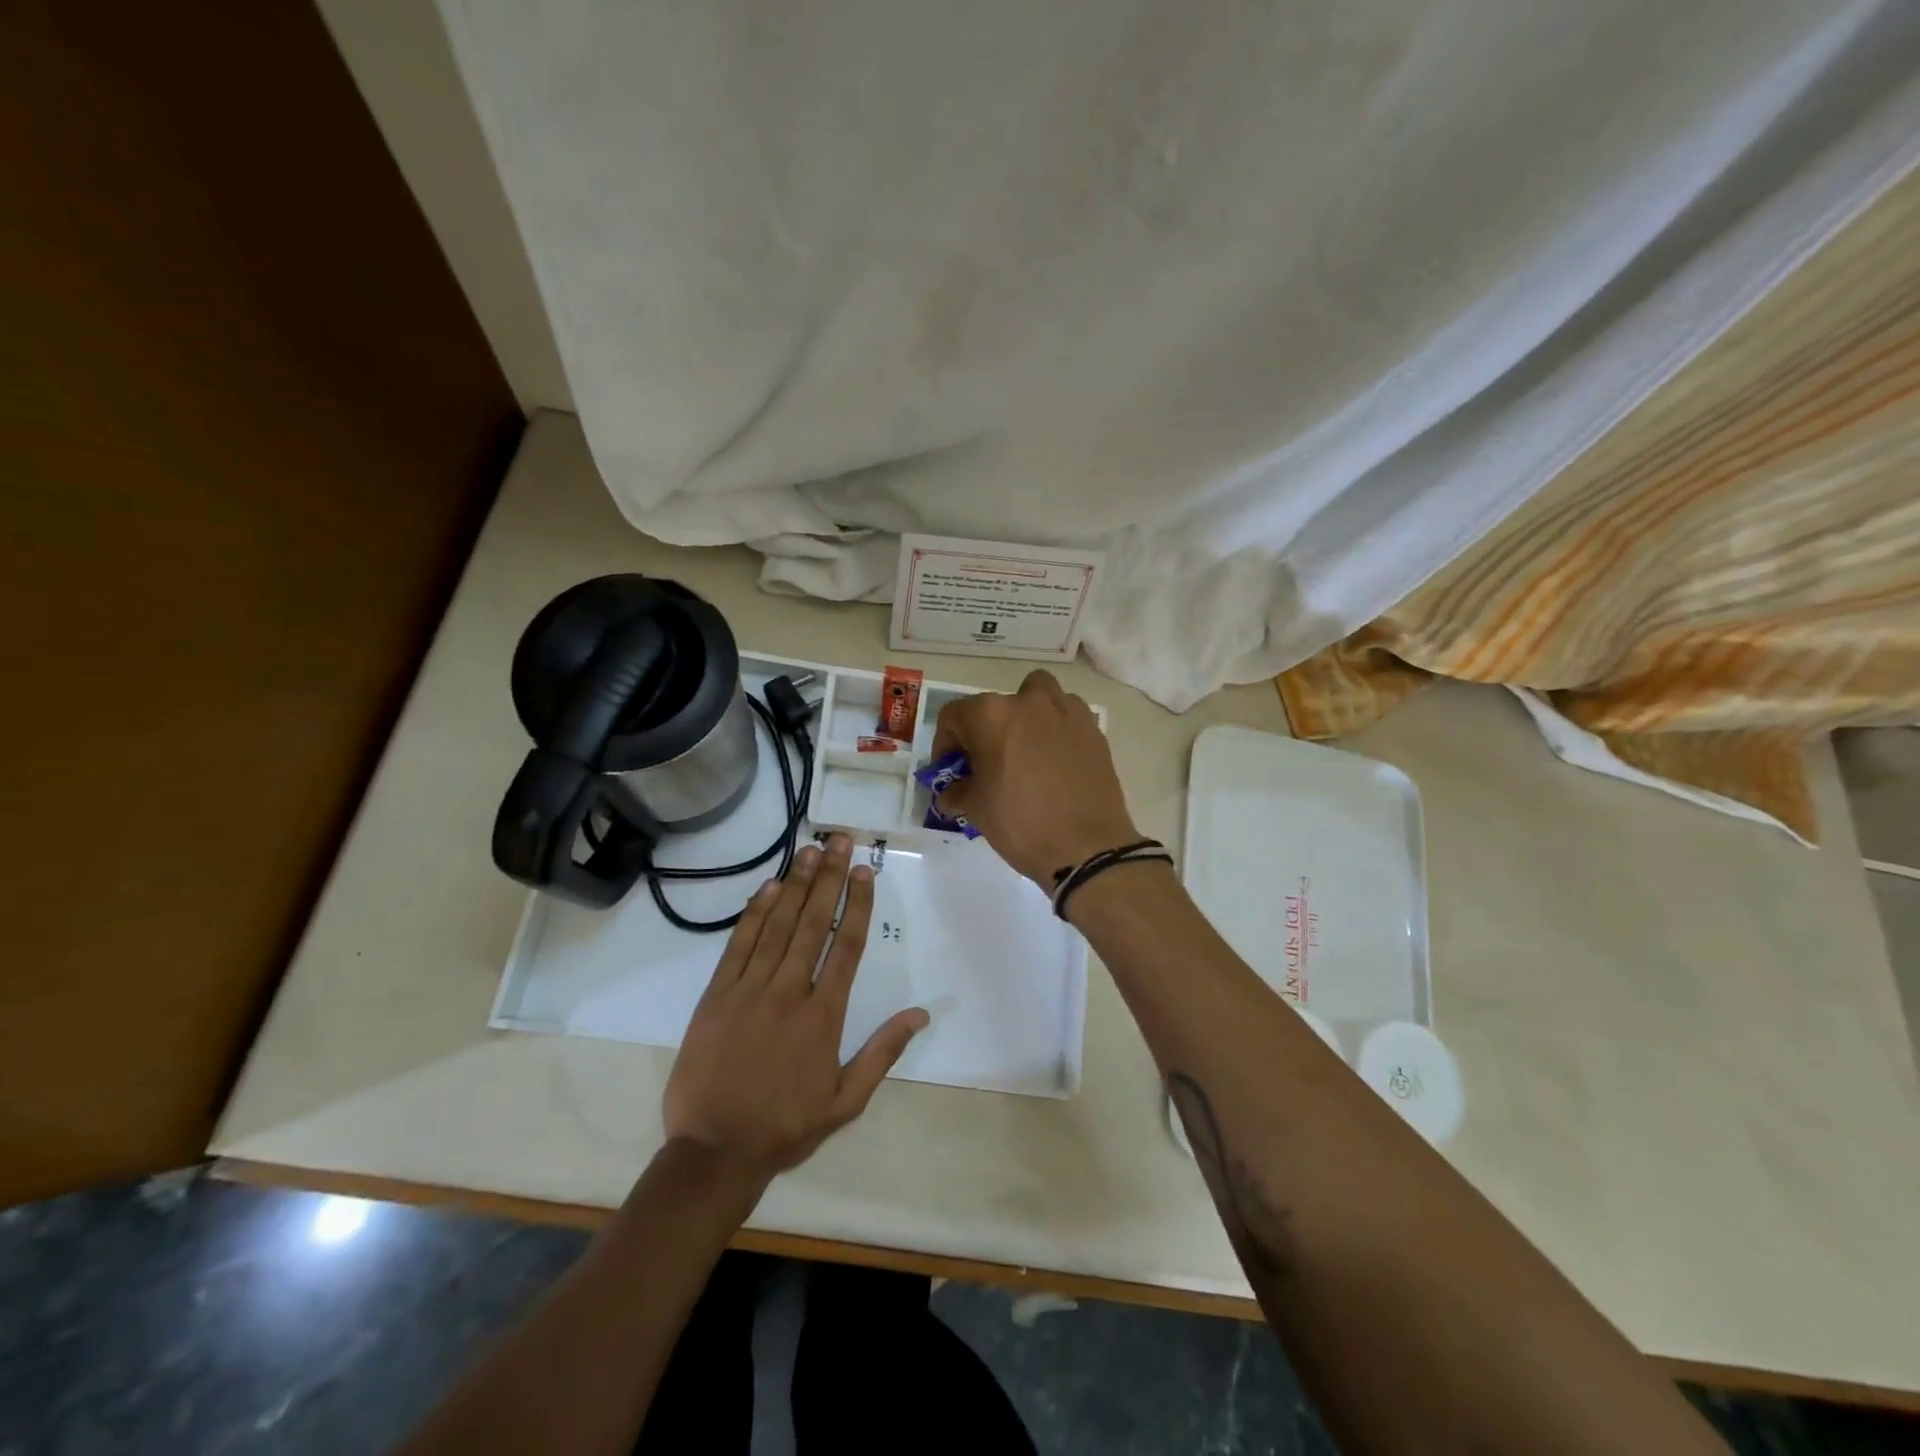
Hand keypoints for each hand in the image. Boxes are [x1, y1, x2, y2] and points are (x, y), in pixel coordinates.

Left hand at [662, 834, 928, 1186]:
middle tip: (840, 840)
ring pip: (778, 926)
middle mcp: (789, 992)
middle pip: (814, 924)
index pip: (846, 946)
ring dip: (797, 885)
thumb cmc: (785, 1127)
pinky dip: (755, 913)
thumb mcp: (846, 1101)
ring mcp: (749, 990)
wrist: (713, 1152)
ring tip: (811, 851)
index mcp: (824, 1016)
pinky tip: (770, 887)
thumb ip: (882, 1053)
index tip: (865, 871)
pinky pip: (739, 945)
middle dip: (830, 878)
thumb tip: (920, 1014)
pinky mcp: (716, 996)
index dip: (857, 904)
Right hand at [931, 670, 1142, 886]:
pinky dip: (1056, 729)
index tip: (951, 769)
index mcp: (991, 715)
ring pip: (1038, 696)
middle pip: (995, 705)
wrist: (1086, 848)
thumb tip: (950, 793)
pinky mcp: (1093, 730)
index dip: (945, 743)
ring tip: (1024, 750)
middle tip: (986, 763)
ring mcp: (1066, 712)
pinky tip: (1055, 761)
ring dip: (1025, 715)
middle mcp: (1028, 702)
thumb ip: (958, 791)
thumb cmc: (1021, 824)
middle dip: (985, 730)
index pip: (954, 716)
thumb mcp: (976, 809)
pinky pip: (1067, 716)